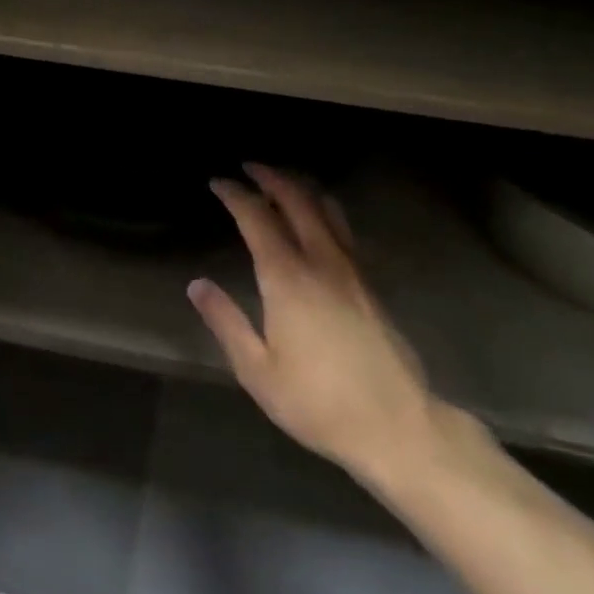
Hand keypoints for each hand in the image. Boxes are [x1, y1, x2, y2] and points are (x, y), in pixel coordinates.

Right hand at [188, 164, 444, 490]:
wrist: (396, 425)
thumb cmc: (317, 402)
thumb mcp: (257, 371)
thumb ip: (226, 322)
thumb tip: (197, 285)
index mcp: (288, 279)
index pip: (257, 219)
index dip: (236, 195)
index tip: (218, 182)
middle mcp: (321, 262)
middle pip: (297, 200)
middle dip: (271, 177)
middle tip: (249, 167)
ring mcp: (352, 270)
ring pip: (327, 209)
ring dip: (301, 187)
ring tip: (281, 183)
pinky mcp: (370, 284)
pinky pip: (343, 229)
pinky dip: (323, 209)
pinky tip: (317, 221)